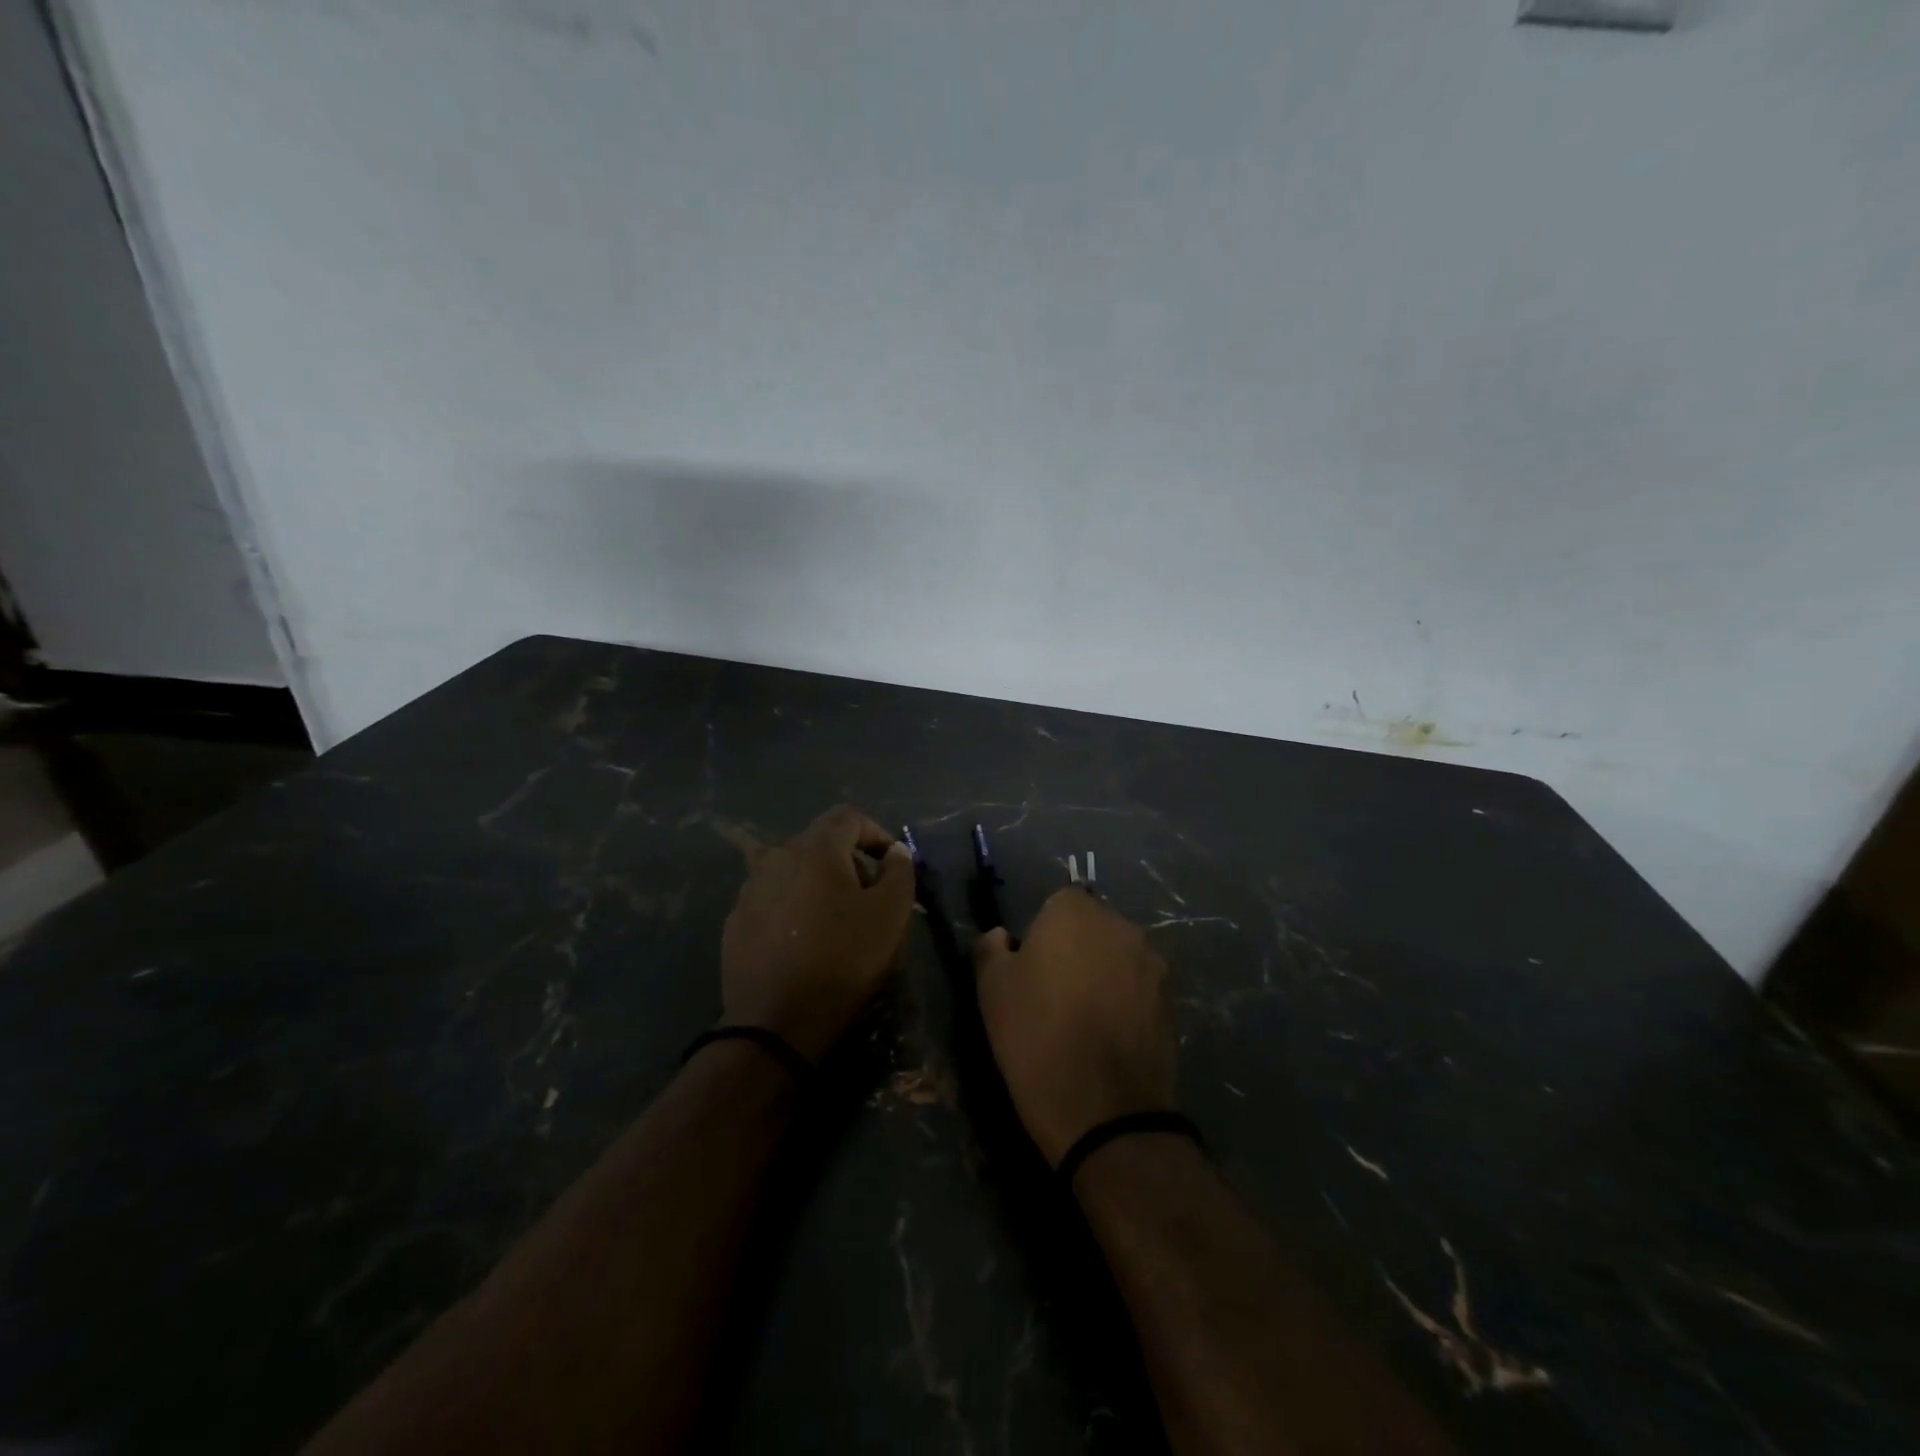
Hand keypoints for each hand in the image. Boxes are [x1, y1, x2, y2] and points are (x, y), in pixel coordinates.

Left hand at [720, 805, 914, 1061]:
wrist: (776, 1023)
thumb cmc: (843, 960)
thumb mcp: (890, 914)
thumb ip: (899, 871)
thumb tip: (895, 851)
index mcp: (814, 848)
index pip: (849, 817)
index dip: (876, 833)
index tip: (892, 865)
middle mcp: (775, 858)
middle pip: (819, 843)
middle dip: (849, 861)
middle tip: (869, 897)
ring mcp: (749, 891)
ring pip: (793, 872)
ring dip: (818, 885)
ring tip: (835, 921)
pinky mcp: (735, 923)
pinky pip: (772, 901)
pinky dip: (792, 909)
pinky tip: (803, 942)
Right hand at [973, 889, 1175, 1166]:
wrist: (1104, 1111)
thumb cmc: (1036, 1036)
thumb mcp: (991, 990)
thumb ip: (990, 948)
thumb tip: (999, 936)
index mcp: (1075, 912)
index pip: (1058, 902)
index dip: (1042, 932)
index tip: (1030, 968)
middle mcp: (1121, 926)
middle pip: (1093, 926)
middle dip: (1076, 949)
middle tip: (1053, 992)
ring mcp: (1152, 964)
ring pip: (1118, 957)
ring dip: (1103, 974)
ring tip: (1083, 1019)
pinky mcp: (1171, 1001)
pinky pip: (1138, 988)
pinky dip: (1124, 1002)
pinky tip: (1107, 1038)